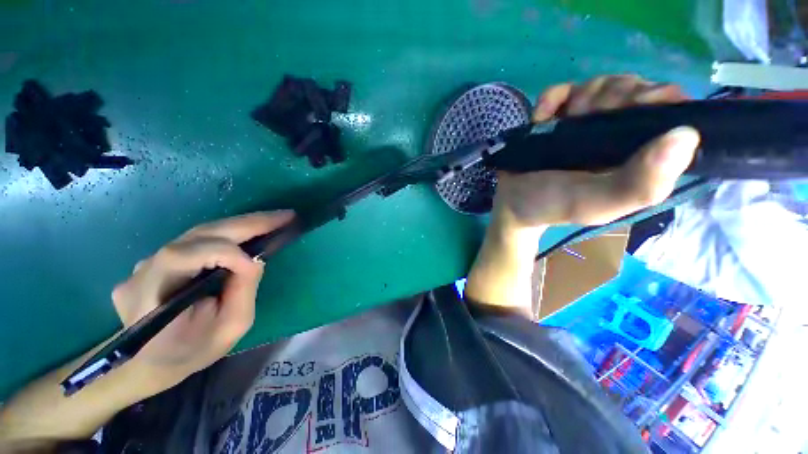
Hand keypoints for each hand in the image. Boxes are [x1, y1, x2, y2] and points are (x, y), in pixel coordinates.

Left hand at [111, 211, 293, 390]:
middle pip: (198, 234)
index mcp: (151, 296)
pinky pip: (199, 240)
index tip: (259, 261)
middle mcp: (144, 270)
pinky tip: (250, 233)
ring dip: (241, 224)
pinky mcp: (160, 259)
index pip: (186, 256)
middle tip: (284, 217)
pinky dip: (229, 233)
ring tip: (273, 220)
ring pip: (200, 233)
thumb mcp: (226, 330)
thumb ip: (242, 292)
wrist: (153, 361)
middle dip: (247, 223)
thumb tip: (256, 259)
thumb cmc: (192, 352)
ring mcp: (149, 262)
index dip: (226, 254)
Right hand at [495, 74, 698, 227]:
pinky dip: (552, 97)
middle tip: (588, 121)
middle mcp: (619, 134)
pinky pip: (563, 89)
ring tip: (562, 125)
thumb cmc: (553, 205)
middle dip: (614, 97)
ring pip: (602, 84)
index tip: (635, 106)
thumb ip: (641, 183)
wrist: (511, 203)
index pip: (670, 110)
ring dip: (583, 97)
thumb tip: (686, 135)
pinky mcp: (558, 117)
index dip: (658, 98)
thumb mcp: (599, 204)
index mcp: (640, 155)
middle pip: (635, 89)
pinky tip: (541, 116)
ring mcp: (586, 123)